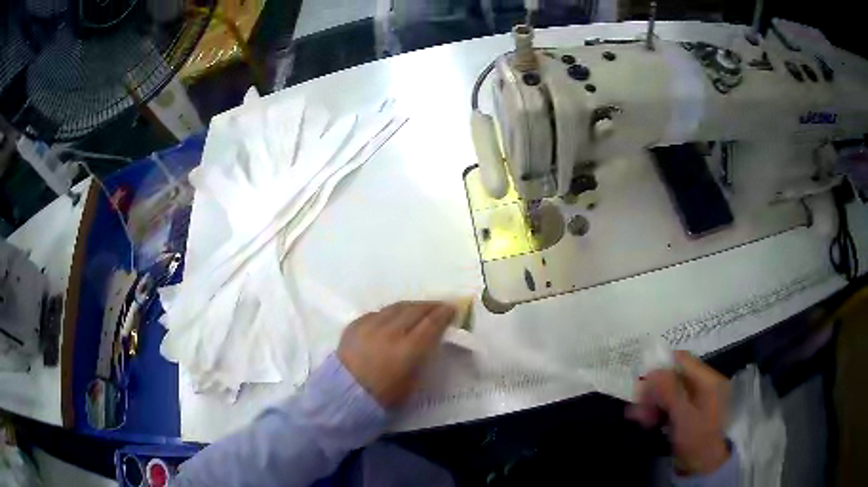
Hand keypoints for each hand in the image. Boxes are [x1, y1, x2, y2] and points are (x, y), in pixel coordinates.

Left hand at [337, 301, 455, 408]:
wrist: (344, 395)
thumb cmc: (383, 396)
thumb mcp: (412, 381)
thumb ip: (422, 357)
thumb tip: (429, 340)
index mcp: (407, 349)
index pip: (431, 323)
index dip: (444, 314)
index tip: (452, 308)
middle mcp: (390, 331)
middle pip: (415, 310)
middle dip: (430, 306)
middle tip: (439, 306)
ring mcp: (370, 325)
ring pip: (396, 307)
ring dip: (411, 306)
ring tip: (419, 308)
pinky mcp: (355, 324)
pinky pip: (378, 313)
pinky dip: (390, 313)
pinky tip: (394, 317)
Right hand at [626, 351, 730, 475]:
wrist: (707, 467)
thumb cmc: (698, 440)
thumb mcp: (684, 417)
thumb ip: (670, 392)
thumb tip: (653, 370)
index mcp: (708, 380)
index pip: (682, 360)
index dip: (660, 366)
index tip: (641, 381)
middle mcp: (704, 385)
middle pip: (674, 376)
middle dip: (654, 389)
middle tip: (636, 405)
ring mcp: (698, 399)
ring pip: (671, 391)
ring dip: (653, 401)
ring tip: (638, 417)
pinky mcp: (690, 413)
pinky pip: (672, 404)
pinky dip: (659, 410)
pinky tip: (647, 420)